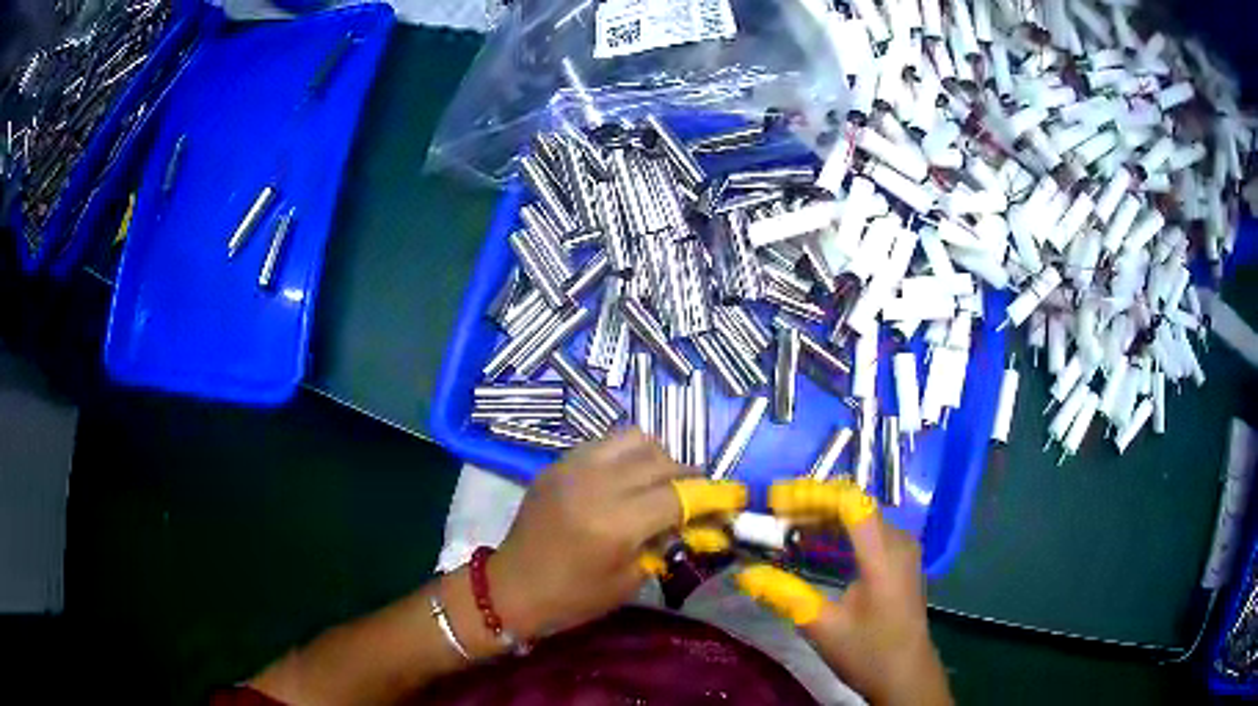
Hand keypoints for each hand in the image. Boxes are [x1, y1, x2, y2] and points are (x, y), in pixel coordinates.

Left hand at [488, 430, 745, 639]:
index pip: (680, 495)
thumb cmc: (573, 598)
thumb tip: (696, 521)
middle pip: (662, 460)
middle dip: (689, 475)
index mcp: (615, 523)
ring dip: (659, 457)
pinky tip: (628, 479)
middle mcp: (596, 484)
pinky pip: (605, 444)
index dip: (712, 495)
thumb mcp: (629, 580)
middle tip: (699, 494)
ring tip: (662, 481)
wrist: (512, 588)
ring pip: (635, 438)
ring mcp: (573, 467)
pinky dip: (628, 455)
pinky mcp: (558, 463)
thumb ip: (665, 543)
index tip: (733, 496)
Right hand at [736, 480, 950, 705]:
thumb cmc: (868, 653)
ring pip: (860, 517)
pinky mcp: (899, 559)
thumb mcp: (823, 628)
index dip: (813, 494)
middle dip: (811, 506)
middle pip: (854, 506)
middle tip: (773, 518)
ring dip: (823, 518)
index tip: (777, 500)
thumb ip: (786, 596)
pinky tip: (813, 547)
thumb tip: (745, 574)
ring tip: (785, 529)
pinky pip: (867, 532)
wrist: (906, 675)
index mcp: (884, 556)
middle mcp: (898, 542)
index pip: (851, 503)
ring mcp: (902, 549)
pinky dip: (838, 533)